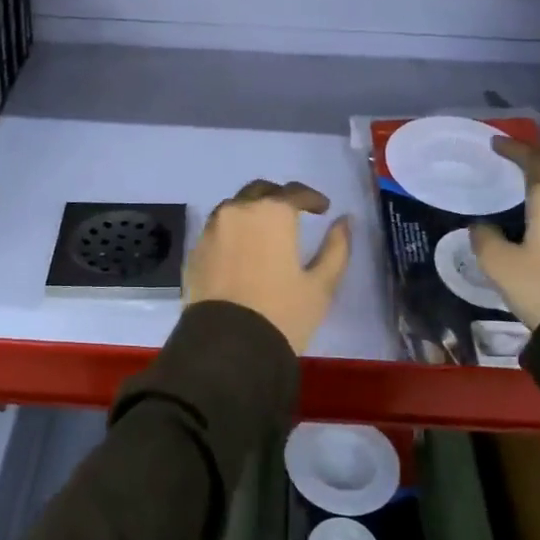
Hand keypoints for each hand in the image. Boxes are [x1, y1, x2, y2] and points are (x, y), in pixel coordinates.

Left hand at [184, 180, 353, 354]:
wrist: (227, 347)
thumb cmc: (282, 314)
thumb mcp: (321, 284)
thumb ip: (336, 247)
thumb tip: (345, 221)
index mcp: (272, 213)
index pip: (294, 192)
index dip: (312, 198)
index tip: (323, 209)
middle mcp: (238, 211)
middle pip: (260, 191)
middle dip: (278, 198)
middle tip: (293, 215)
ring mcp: (211, 230)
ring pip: (234, 208)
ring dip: (251, 212)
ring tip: (264, 232)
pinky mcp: (194, 251)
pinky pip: (216, 230)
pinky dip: (231, 232)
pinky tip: (241, 251)